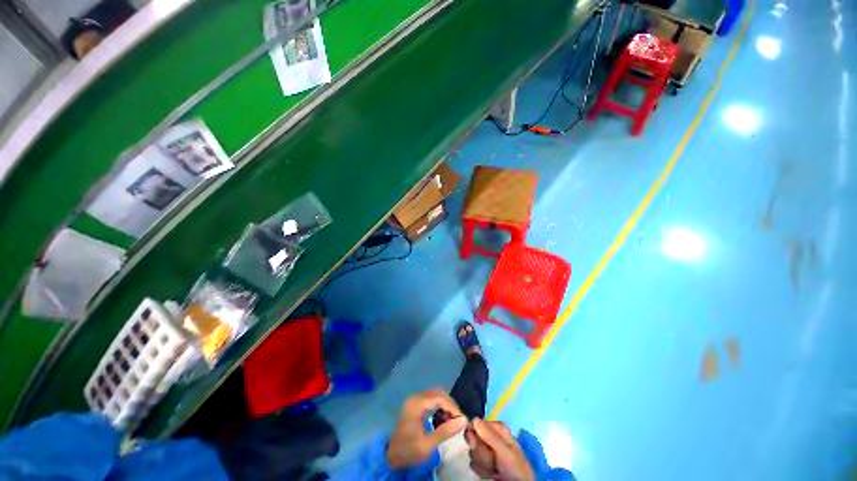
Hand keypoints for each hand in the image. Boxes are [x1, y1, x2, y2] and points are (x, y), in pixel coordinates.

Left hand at [386, 389, 467, 468]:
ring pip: (436, 395)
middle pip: (438, 393)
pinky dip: (440, 406)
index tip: (463, 420)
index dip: (453, 407)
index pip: (439, 398)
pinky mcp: (415, 403)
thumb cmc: (409, 451)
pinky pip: (431, 399)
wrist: (391, 456)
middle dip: (450, 405)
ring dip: (446, 405)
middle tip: (458, 421)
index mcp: (416, 404)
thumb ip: (445, 431)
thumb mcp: (428, 445)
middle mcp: (416, 397)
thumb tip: (464, 420)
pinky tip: (443, 419)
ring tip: (452, 421)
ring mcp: (415, 399)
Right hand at [466, 419, 534, 480]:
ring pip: (473, 452)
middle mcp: (491, 437)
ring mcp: (488, 450)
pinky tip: (492, 474)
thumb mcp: (505, 451)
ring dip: (482, 462)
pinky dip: (482, 471)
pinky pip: (475, 463)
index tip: (475, 444)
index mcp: (498, 428)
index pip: (477, 423)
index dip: (474, 434)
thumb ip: (490, 436)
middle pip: (474, 438)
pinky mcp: (485, 463)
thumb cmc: (516, 467)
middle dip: (480, 451)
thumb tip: (474, 419)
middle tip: (491, 459)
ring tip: (495, 469)